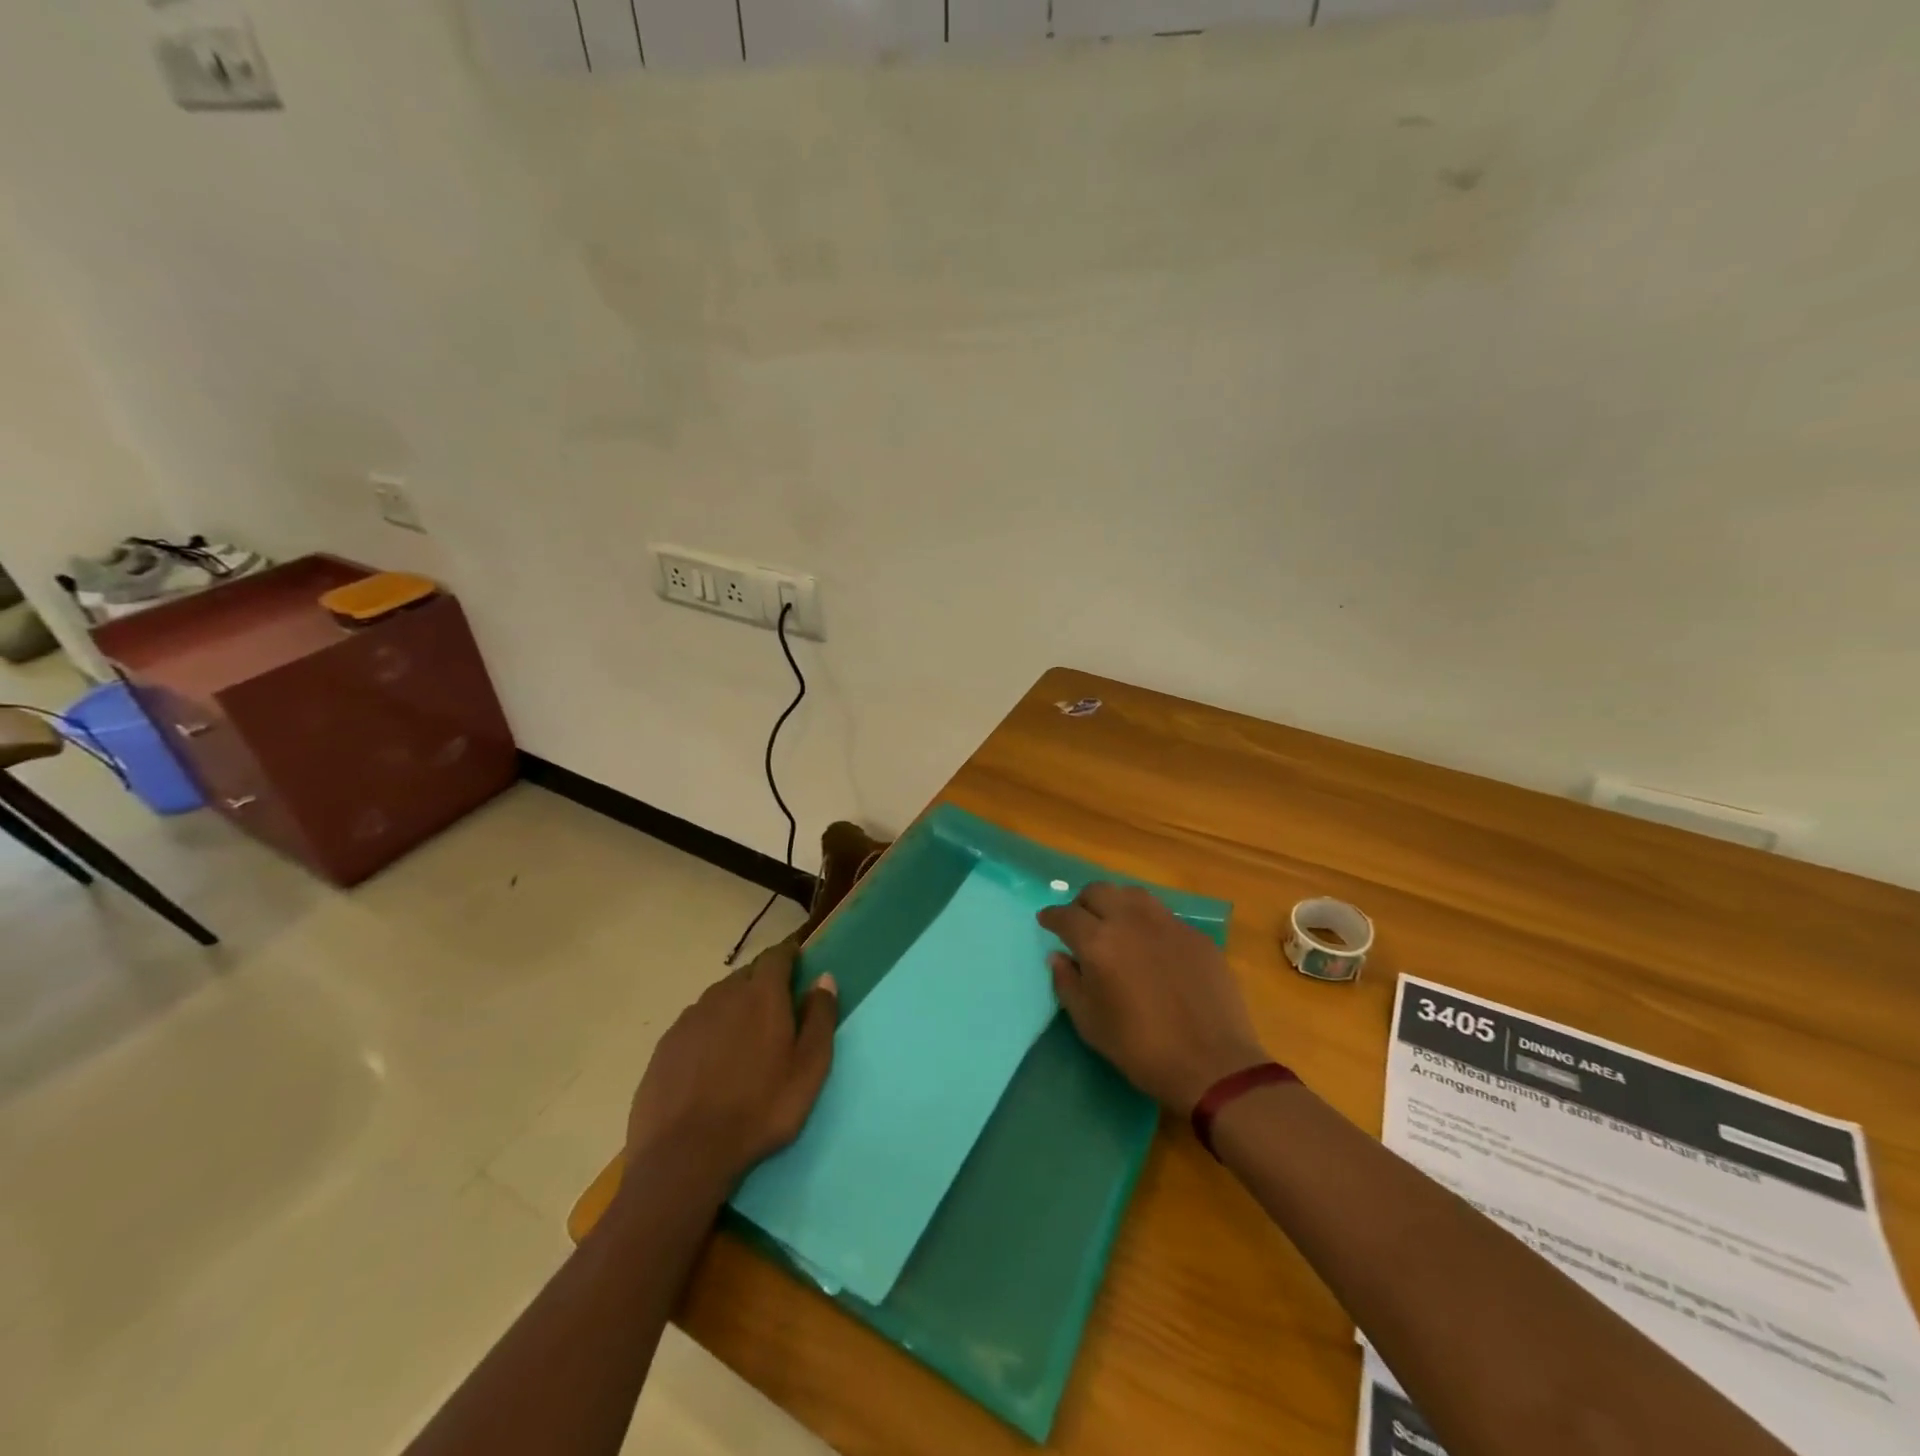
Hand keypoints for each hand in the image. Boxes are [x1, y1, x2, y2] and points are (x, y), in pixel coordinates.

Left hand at [625, 940, 837, 1189]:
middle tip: (776, 1007)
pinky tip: (711, 1060)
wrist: (685, 1155)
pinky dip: (709, 1030)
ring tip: (744, 1036)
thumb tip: (824, 978)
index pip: (777, 956)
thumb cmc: (760, 1109)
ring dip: (735, 1006)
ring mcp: (689, 1019)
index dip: (789, 954)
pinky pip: (695, 1023)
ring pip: (719, 998)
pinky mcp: (665, 1045)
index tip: (798, 961)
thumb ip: (820, 1018)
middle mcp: (723, 995)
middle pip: (747, 975)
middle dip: (763, 981)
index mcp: (762, 995)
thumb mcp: (809, 1069)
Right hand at [1038, 883, 1265, 1112]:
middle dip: (1082, 903)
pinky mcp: (1195, 935)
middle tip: (1080, 923)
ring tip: (1114, 924)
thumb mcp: (1090, 1023)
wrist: (1212, 1064)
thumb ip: (1067, 983)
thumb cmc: (1140, 1049)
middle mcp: (1130, 921)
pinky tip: (1151, 944)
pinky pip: (1163, 915)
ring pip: (1132, 894)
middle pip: (1098, 891)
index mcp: (1098, 942)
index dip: (1052, 916)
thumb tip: (1058, 957)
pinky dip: (1147, 921)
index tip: (1046, 921)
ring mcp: (1167, 924)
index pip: (1066, 915)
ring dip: (1116, 903)